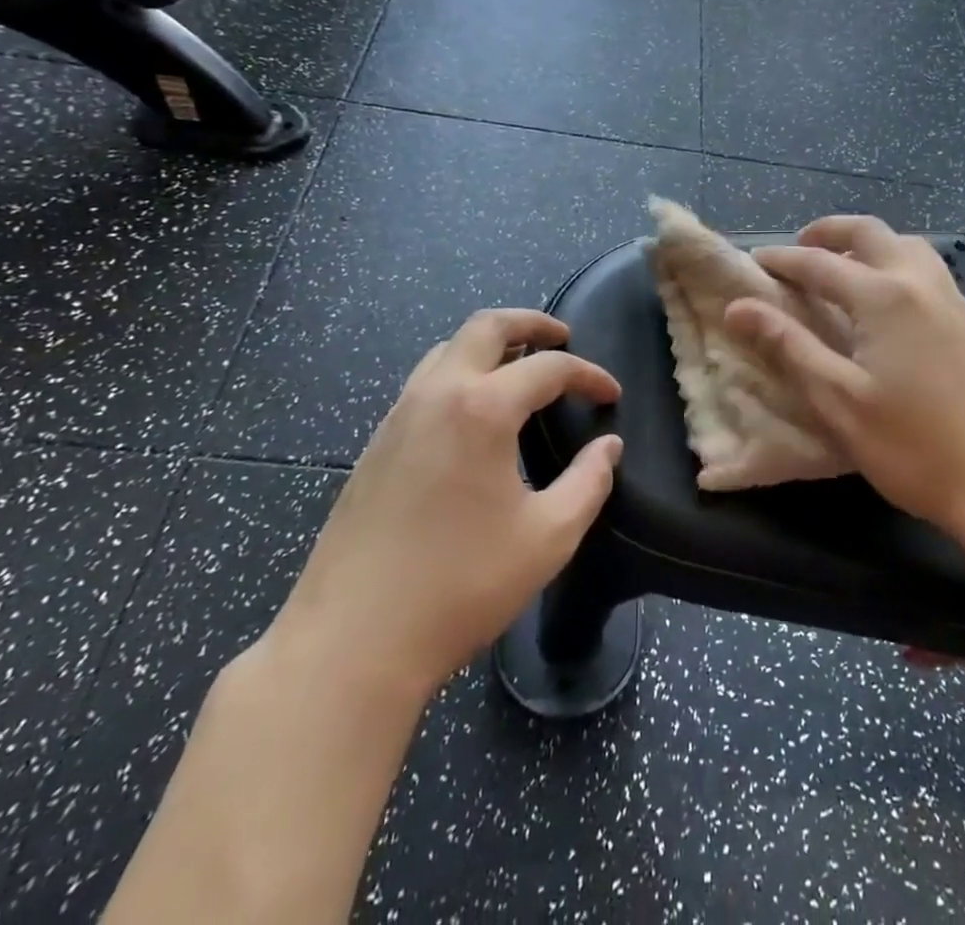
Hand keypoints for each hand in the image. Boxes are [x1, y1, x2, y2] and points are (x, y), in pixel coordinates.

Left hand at [270, 309, 623, 706]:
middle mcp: (437, 394)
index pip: (548, 368)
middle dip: (530, 323)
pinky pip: (424, 382)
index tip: (611, 395)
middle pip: (485, 326)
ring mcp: (399, 415)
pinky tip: (473, 414)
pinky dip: (459, 373)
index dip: (588, 376)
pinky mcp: (376, 443)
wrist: (352, 640)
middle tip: (562, 337)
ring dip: (489, 345)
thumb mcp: (547, 537)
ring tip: (519, 368)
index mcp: (482, 408)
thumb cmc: (462, 585)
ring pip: (448, 349)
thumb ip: (588, 483)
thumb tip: (608, 448)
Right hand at [723, 216, 964, 546]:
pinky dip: (895, 263)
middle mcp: (919, 282)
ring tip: (842, 270)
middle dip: (828, 232)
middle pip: (869, 233)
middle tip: (799, 248)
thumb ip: (788, 346)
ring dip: (867, 245)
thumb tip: (738, 307)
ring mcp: (954, 299)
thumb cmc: (916, 446)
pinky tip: (888, 302)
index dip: (781, 261)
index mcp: (883, 296)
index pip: (818, 263)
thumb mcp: (839, 399)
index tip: (753, 263)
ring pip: (905, 246)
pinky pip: (926, 269)